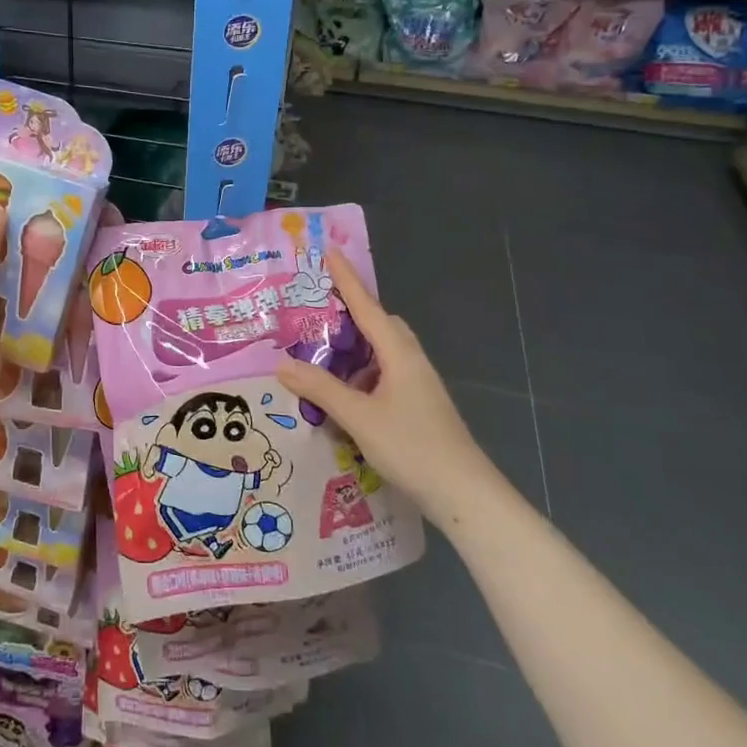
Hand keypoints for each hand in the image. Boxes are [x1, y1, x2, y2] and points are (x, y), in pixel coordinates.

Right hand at [275, 250, 484, 502]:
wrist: (464, 494)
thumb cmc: (412, 447)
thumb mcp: (359, 417)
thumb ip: (321, 389)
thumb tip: (282, 364)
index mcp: (399, 354)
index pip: (367, 307)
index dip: (347, 280)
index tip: (331, 252)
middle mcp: (411, 361)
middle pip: (380, 326)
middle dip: (351, 315)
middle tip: (317, 315)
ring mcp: (419, 385)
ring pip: (383, 354)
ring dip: (355, 352)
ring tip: (322, 359)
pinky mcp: (419, 406)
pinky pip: (385, 376)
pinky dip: (362, 376)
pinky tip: (344, 397)